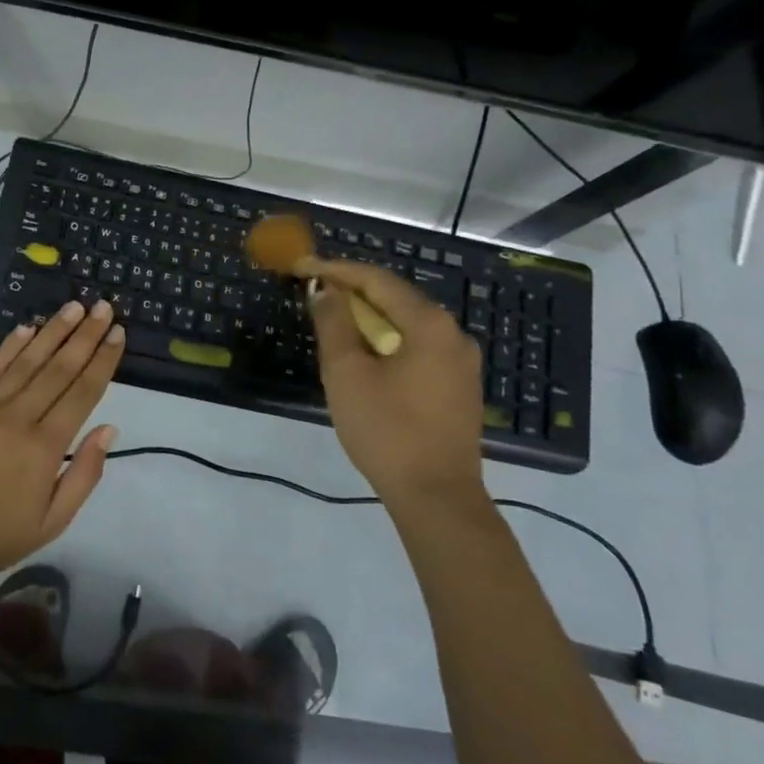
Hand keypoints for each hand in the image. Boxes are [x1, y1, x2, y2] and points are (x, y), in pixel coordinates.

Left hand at [0, 298, 125, 584]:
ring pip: (26, 361)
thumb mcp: (53, 521)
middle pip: (58, 368)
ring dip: (52, 331)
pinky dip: (10, 346)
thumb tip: (109, 428)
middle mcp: (17, 418)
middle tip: (103, 307)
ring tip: (73, 307)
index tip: (118, 333)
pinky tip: (27, 327)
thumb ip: (85, 473)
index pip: (82, 392)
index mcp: (44, 447)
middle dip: (84, 335)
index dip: (102, 360)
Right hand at [305, 258, 485, 511]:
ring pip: (407, 325)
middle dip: (353, 293)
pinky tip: (365, 355)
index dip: (337, 270)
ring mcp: (461, 363)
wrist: (436, 497)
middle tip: (314, 292)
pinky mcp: (458, 388)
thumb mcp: (347, 373)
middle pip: (396, 298)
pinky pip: (417, 348)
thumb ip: (334, 324)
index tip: (303, 266)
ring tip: (332, 322)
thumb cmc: (386, 430)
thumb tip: (325, 289)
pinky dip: (387, 342)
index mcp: (429, 324)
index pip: (378, 280)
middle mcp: (453, 334)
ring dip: (369, 319)